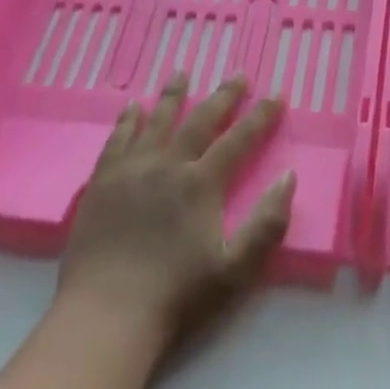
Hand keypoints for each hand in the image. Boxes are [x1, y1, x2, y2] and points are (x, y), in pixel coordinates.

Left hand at [56, 73, 294, 353]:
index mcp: (201, 185)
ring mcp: (130, 171)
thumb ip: (267, 223)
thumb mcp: (236, 269)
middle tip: (237, 75)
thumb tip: (289, 176)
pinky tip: (132, 107)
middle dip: (223, 96)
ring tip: (181, 73)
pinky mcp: (101, 183)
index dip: (260, 116)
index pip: (239, 140)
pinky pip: (117, 140)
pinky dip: (128, 120)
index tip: (276, 95)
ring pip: (156, 121)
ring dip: (172, 95)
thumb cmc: (177, 296)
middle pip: (199, 121)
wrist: (106, 315)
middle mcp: (167, 166)